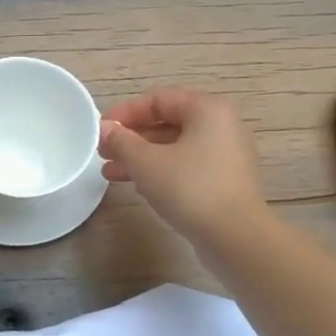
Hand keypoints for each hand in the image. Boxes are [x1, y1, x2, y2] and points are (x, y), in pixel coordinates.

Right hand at [99, 88, 266, 245]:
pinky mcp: (224, 180)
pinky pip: (186, 166)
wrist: (234, 236)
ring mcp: (225, 154)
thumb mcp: (146, 162)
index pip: (158, 99)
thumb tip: (105, 129)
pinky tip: (138, 187)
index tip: (101, 130)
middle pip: (167, 122)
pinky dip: (160, 171)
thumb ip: (122, 141)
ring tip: (111, 174)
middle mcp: (221, 125)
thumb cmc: (189, 188)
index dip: (125, 112)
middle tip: (103, 153)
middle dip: (131, 138)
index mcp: (206, 109)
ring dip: (141, 158)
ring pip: (174, 147)